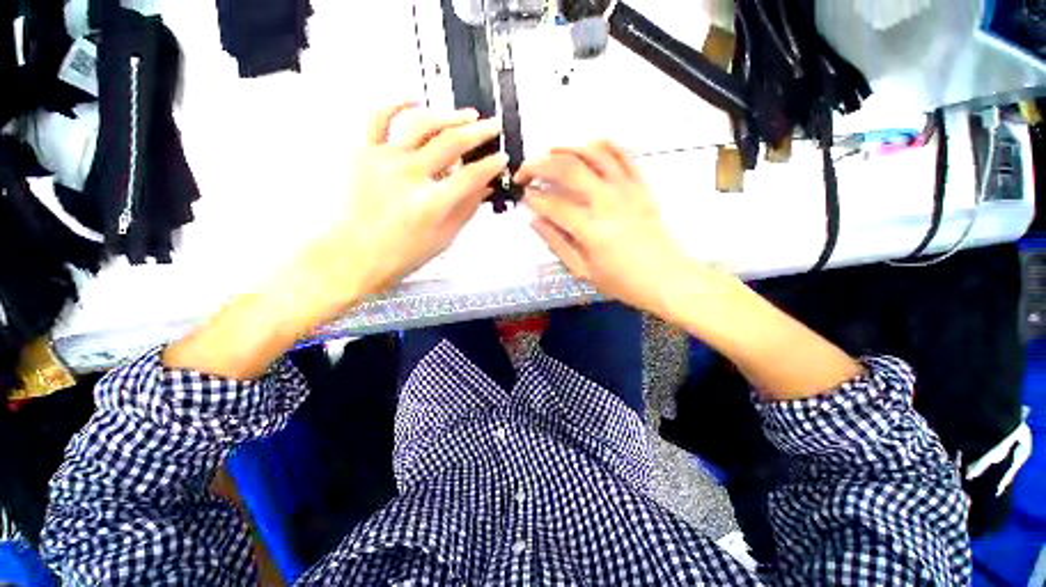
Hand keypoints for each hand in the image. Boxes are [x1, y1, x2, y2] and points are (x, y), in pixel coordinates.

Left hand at [290, 103, 507, 328]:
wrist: (354, 254)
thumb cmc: (401, 254)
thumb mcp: (445, 238)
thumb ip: (467, 209)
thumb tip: (486, 187)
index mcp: (431, 204)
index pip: (471, 175)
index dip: (492, 165)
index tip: (501, 158)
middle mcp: (409, 176)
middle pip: (451, 143)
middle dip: (479, 132)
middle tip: (493, 126)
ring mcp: (384, 160)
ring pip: (422, 124)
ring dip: (449, 116)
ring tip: (467, 115)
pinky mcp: (364, 153)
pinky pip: (379, 117)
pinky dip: (397, 103)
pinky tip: (415, 100)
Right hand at [516, 140, 693, 316]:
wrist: (666, 279)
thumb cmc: (623, 281)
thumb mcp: (583, 271)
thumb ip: (557, 243)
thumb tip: (535, 221)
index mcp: (591, 229)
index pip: (552, 204)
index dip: (533, 198)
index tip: (523, 197)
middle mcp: (607, 201)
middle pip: (567, 169)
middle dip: (538, 166)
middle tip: (525, 172)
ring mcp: (626, 189)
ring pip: (592, 153)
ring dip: (566, 148)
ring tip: (549, 152)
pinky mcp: (640, 185)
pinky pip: (622, 155)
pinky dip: (603, 145)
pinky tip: (588, 145)